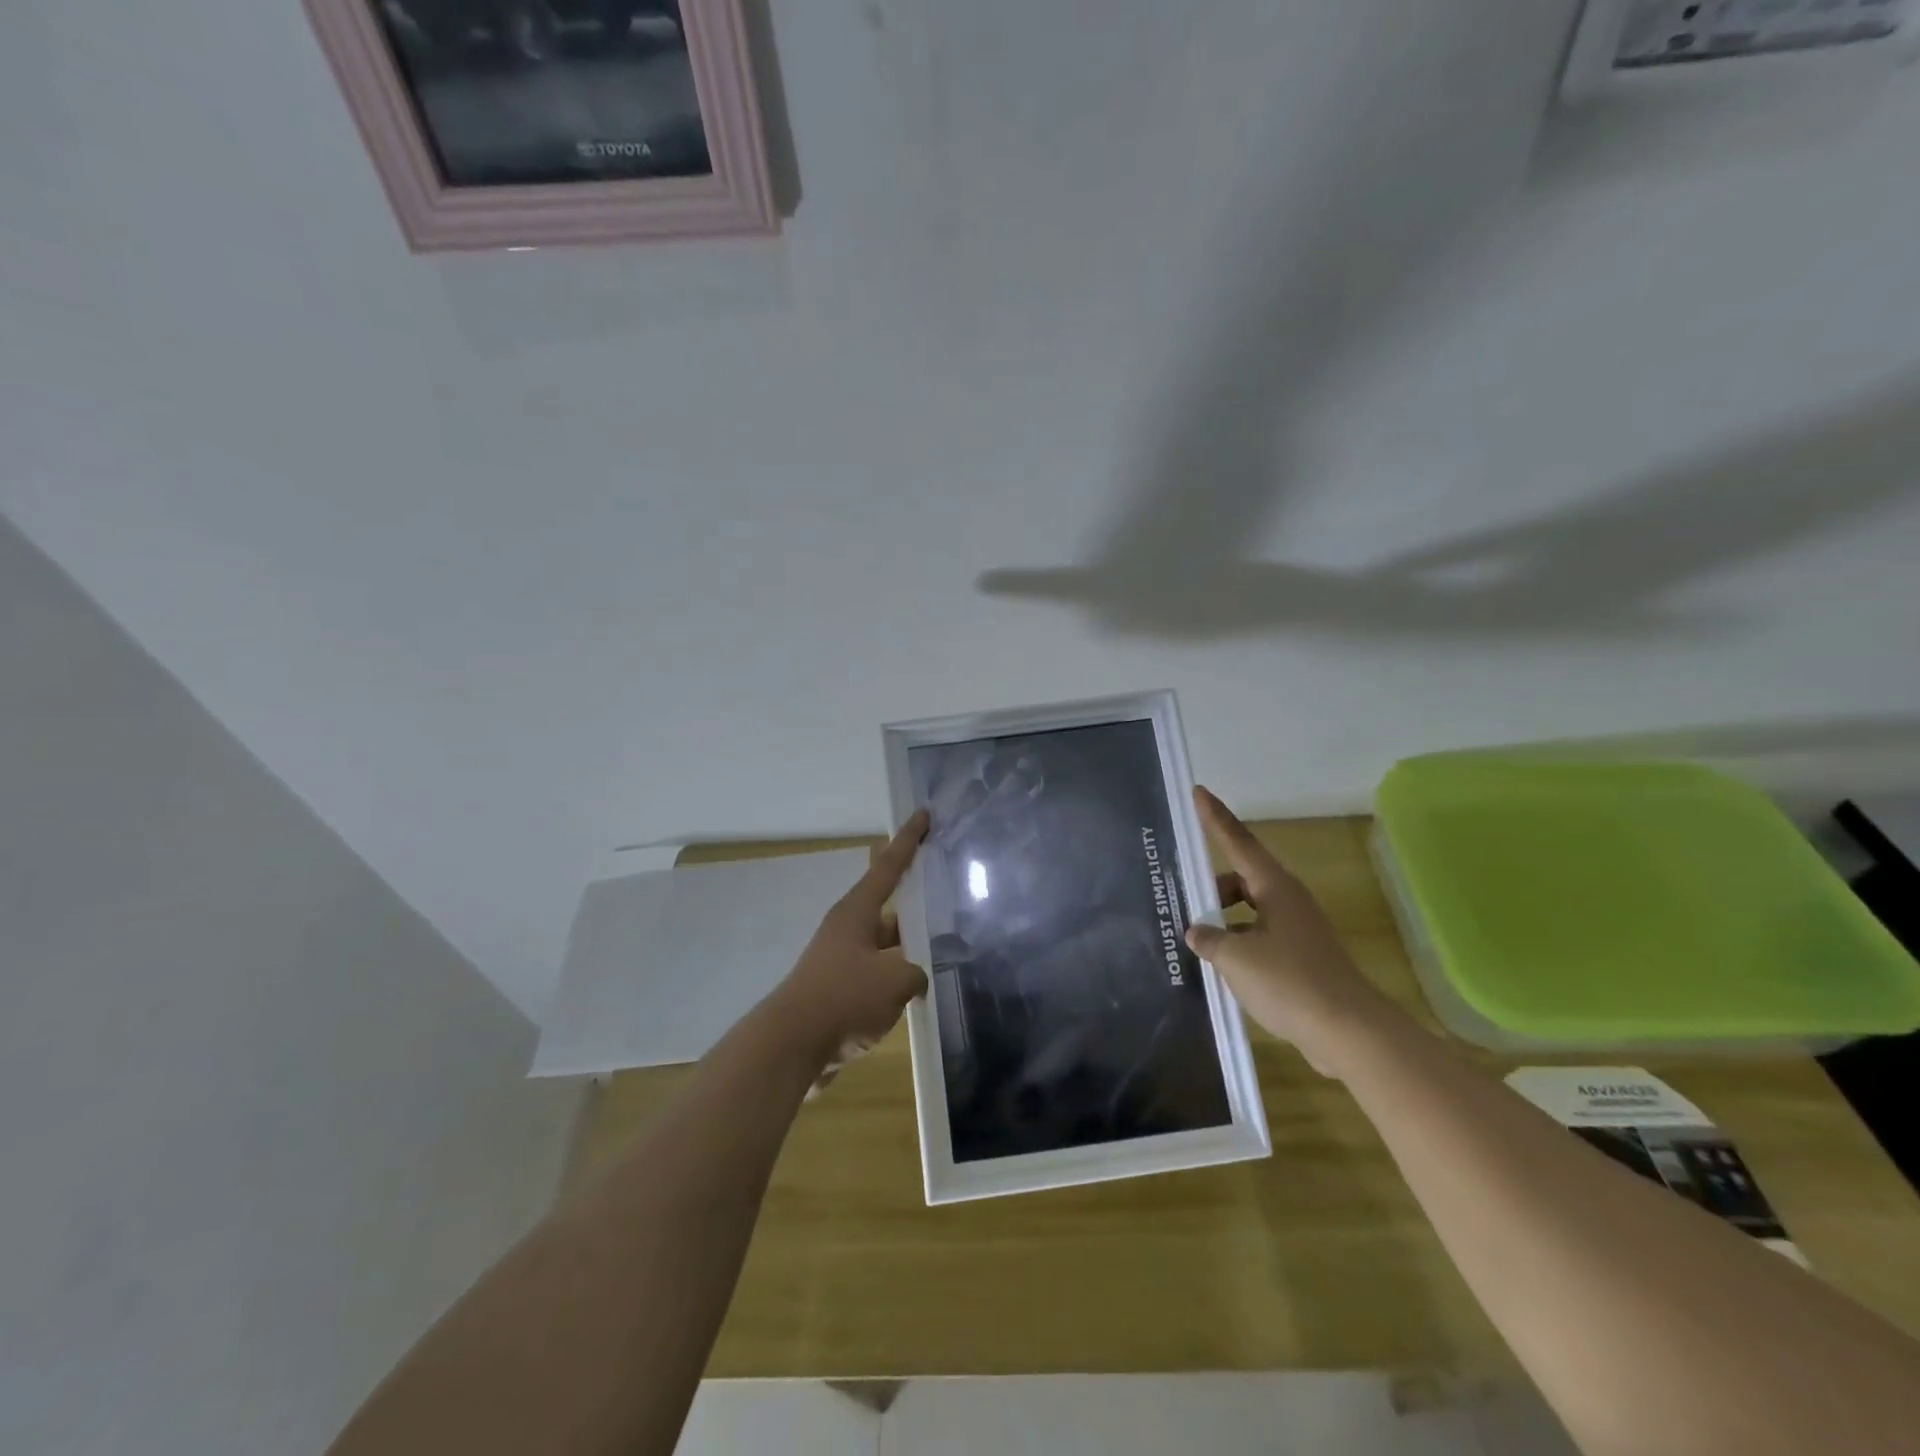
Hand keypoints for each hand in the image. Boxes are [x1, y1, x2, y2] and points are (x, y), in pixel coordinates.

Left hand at [770, 810, 931, 1074]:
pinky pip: (878, 975)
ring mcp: (842, 960)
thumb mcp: (894, 981)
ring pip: (886, 943)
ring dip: (910, 946)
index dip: (908, 839)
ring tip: (947, 947)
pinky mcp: (840, 991)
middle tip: (949, 891)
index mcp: (857, 912)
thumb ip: (916, 972)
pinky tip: (923, 990)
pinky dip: (898, 978)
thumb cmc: (843, 998)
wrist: (791, 1046)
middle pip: (889, 905)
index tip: (923, 813)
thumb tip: (917, 976)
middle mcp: (848, 929)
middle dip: (917, 900)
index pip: (888, 865)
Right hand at [1185, 786, 1404, 1075]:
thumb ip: (1209, 939)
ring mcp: (1297, 930)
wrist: (1348, 1032)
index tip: (1199, 792)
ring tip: (1197, 942)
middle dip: (1212, 888)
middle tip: (1184, 902)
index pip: (1238, 842)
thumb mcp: (1236, 958)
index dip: (1215, 817)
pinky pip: (1259, 937)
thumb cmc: (1290, 982)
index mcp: (1275, 888)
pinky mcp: (1301, 958)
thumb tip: (1197, 931)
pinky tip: (1220, 967)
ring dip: (1223, 921)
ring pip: (1249, 911)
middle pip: (1241, 879)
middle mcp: (1288, 902)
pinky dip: (1238, 943)